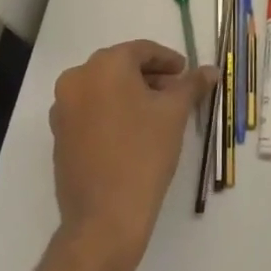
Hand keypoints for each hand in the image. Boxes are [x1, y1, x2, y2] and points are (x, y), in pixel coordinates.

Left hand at [50, 40, 213, 270]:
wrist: (104, 219)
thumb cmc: (143, 153)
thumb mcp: (175, 113)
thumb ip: (192, 85)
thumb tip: (211, 70)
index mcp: (104, 65)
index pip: (142, 51)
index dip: (168, 60)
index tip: (186, 73)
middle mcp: (77, 79)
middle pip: (121, 67)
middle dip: (150, 77)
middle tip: (176, 93)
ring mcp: (63, 109)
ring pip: (104, 89)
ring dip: (131, 95)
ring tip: (158, 114)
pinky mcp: (59, 136)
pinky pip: (91, 111)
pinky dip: (112, 112)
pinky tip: (134, 132)